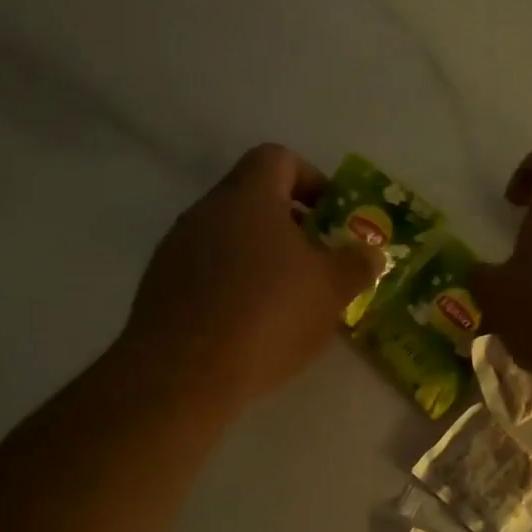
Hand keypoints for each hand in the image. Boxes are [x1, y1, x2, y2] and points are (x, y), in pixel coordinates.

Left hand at [117, 145, 382, 408]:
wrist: (182, 373)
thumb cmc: (268, 315)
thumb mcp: (333, 289)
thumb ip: (357, 263)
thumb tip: (370, 252)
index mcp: (248, 197)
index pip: (278, 158)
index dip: (311, 179)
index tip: (331, 216)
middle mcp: (206, 211)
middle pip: (253, 199)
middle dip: (291, 225)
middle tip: (319, 261)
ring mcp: (176, 248)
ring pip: (229, 237)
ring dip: (261, 257)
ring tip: (288, 299)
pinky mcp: (160, 286)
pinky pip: (207, 271)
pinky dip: (233, 285)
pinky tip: (251, 325)